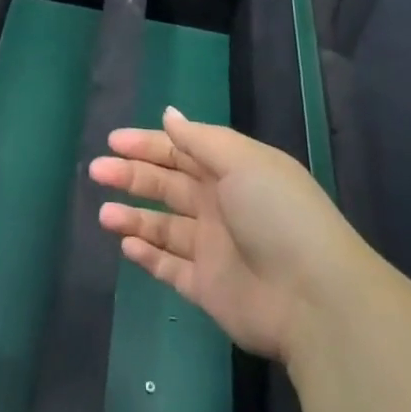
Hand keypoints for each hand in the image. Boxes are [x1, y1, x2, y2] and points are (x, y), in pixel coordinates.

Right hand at [91, 107, 361, 360]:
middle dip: (132, 176)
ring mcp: (214, 248)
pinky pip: (170, 268)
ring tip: (104, 213)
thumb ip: (199, 140)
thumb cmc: (276, 213)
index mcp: (233, 170)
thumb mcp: (241, 161)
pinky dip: (148, 256)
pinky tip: (126, 245)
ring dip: (133, 217)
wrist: (313, 297)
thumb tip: (169, 115)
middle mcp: (221, 205)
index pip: (182, 150)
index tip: (113, 141)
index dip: (148, 144)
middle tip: (96, 170)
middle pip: (168, 185)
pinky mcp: (208, 288)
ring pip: (164, 226)